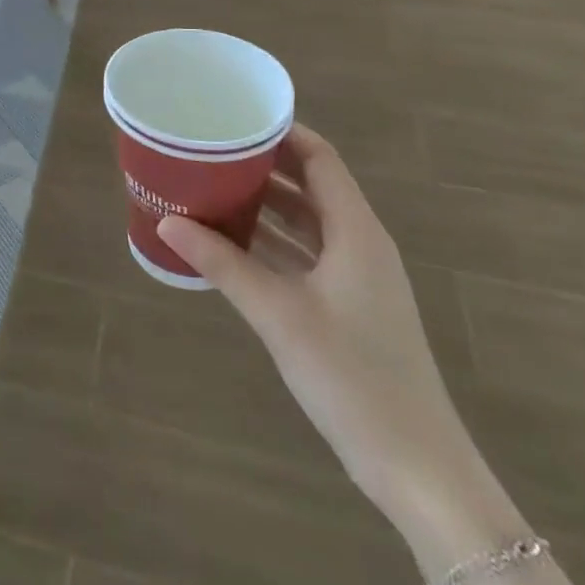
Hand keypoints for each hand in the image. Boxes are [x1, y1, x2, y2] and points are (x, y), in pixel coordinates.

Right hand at [158, 126, 497, 551]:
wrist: (416, 467)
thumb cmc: (352, 376)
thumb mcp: (279, 314)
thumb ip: (223, 264)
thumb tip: (168, 222)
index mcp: (356, 232)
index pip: (320, 158)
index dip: (283, 132)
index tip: (236, 118)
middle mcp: (360, 244)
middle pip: (311, 185)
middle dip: (264, 165)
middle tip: (212, 151)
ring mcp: (357, 278)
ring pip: (307, 222)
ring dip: (265, 205)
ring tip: (212, 187)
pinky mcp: (348, 307)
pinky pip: (305, 255)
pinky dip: (272, 242)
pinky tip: (231, 244)